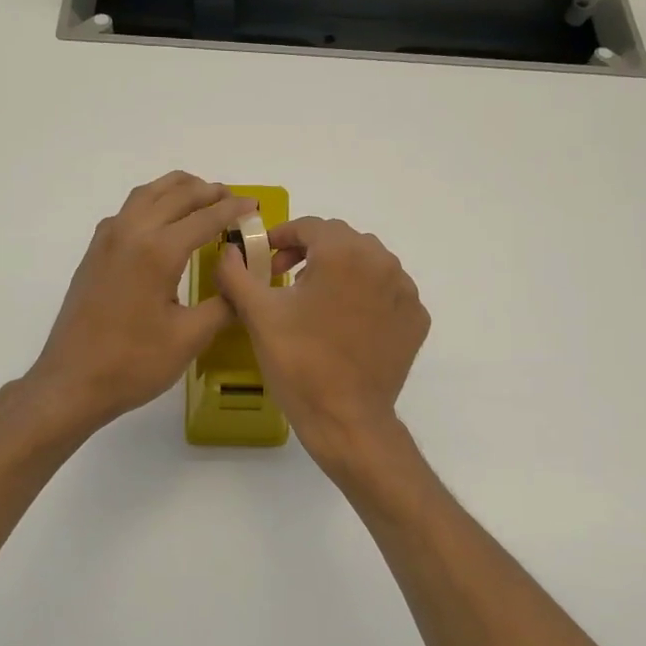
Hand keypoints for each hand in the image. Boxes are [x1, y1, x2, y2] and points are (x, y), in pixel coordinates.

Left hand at [26, 172, 255, 435]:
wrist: (72, 382)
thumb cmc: (134, 363)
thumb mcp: (190, 337)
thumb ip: (224, 303)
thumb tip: (242, 283)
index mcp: (158, 251)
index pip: (205, 217)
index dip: (233, 210)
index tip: (254, 207)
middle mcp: (131, 233)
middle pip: (175, 195)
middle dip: (208, 192)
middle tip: (233, 200)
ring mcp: (107, 240)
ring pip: (147, 195)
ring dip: (177, 190)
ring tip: (202, 198)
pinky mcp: (94, 252)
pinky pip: (128, 211)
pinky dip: (153, 202)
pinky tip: (162, 222)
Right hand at [215, 216, 429, 467]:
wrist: (346, 419)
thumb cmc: (299, 362)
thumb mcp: (258, 314)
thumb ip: (237, 274)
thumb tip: (229, 252)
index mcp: (344, 253)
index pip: (310, 226)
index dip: (281, 237)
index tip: (264, 258)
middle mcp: (382, 261)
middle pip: (342, 241)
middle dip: (311, 252)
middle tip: (285, 279)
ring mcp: (405, 291)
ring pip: (368, 264)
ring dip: (340, 272)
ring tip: (316, 302)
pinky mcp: (416, 319)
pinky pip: (387, 292)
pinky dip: (366, 297)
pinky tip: (346, 323)